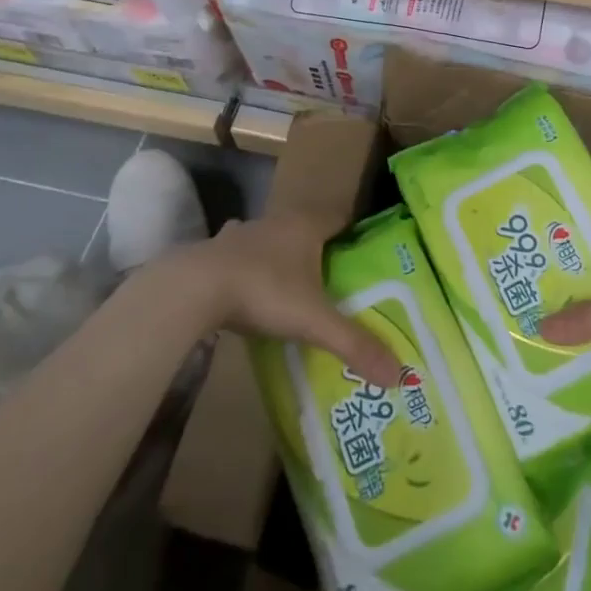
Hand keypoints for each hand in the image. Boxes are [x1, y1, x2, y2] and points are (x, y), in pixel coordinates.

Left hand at [163, 213, 401, 386]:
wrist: (193, 288)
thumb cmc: (264, 291)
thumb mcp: (314, 321)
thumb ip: (354, 343)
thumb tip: (398, 373)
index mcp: (306, 225)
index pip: (340, 216)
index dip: (354, 231)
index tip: (365, 252)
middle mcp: (277, 221)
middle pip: (306, 225)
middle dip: (319, 246)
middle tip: (334, 275)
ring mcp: (242, 233)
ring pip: (271, 237)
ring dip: (282, 253)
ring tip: (293, 283)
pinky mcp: (214, 250)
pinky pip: (240, 253)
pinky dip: (249, 266)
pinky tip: (248, 288)